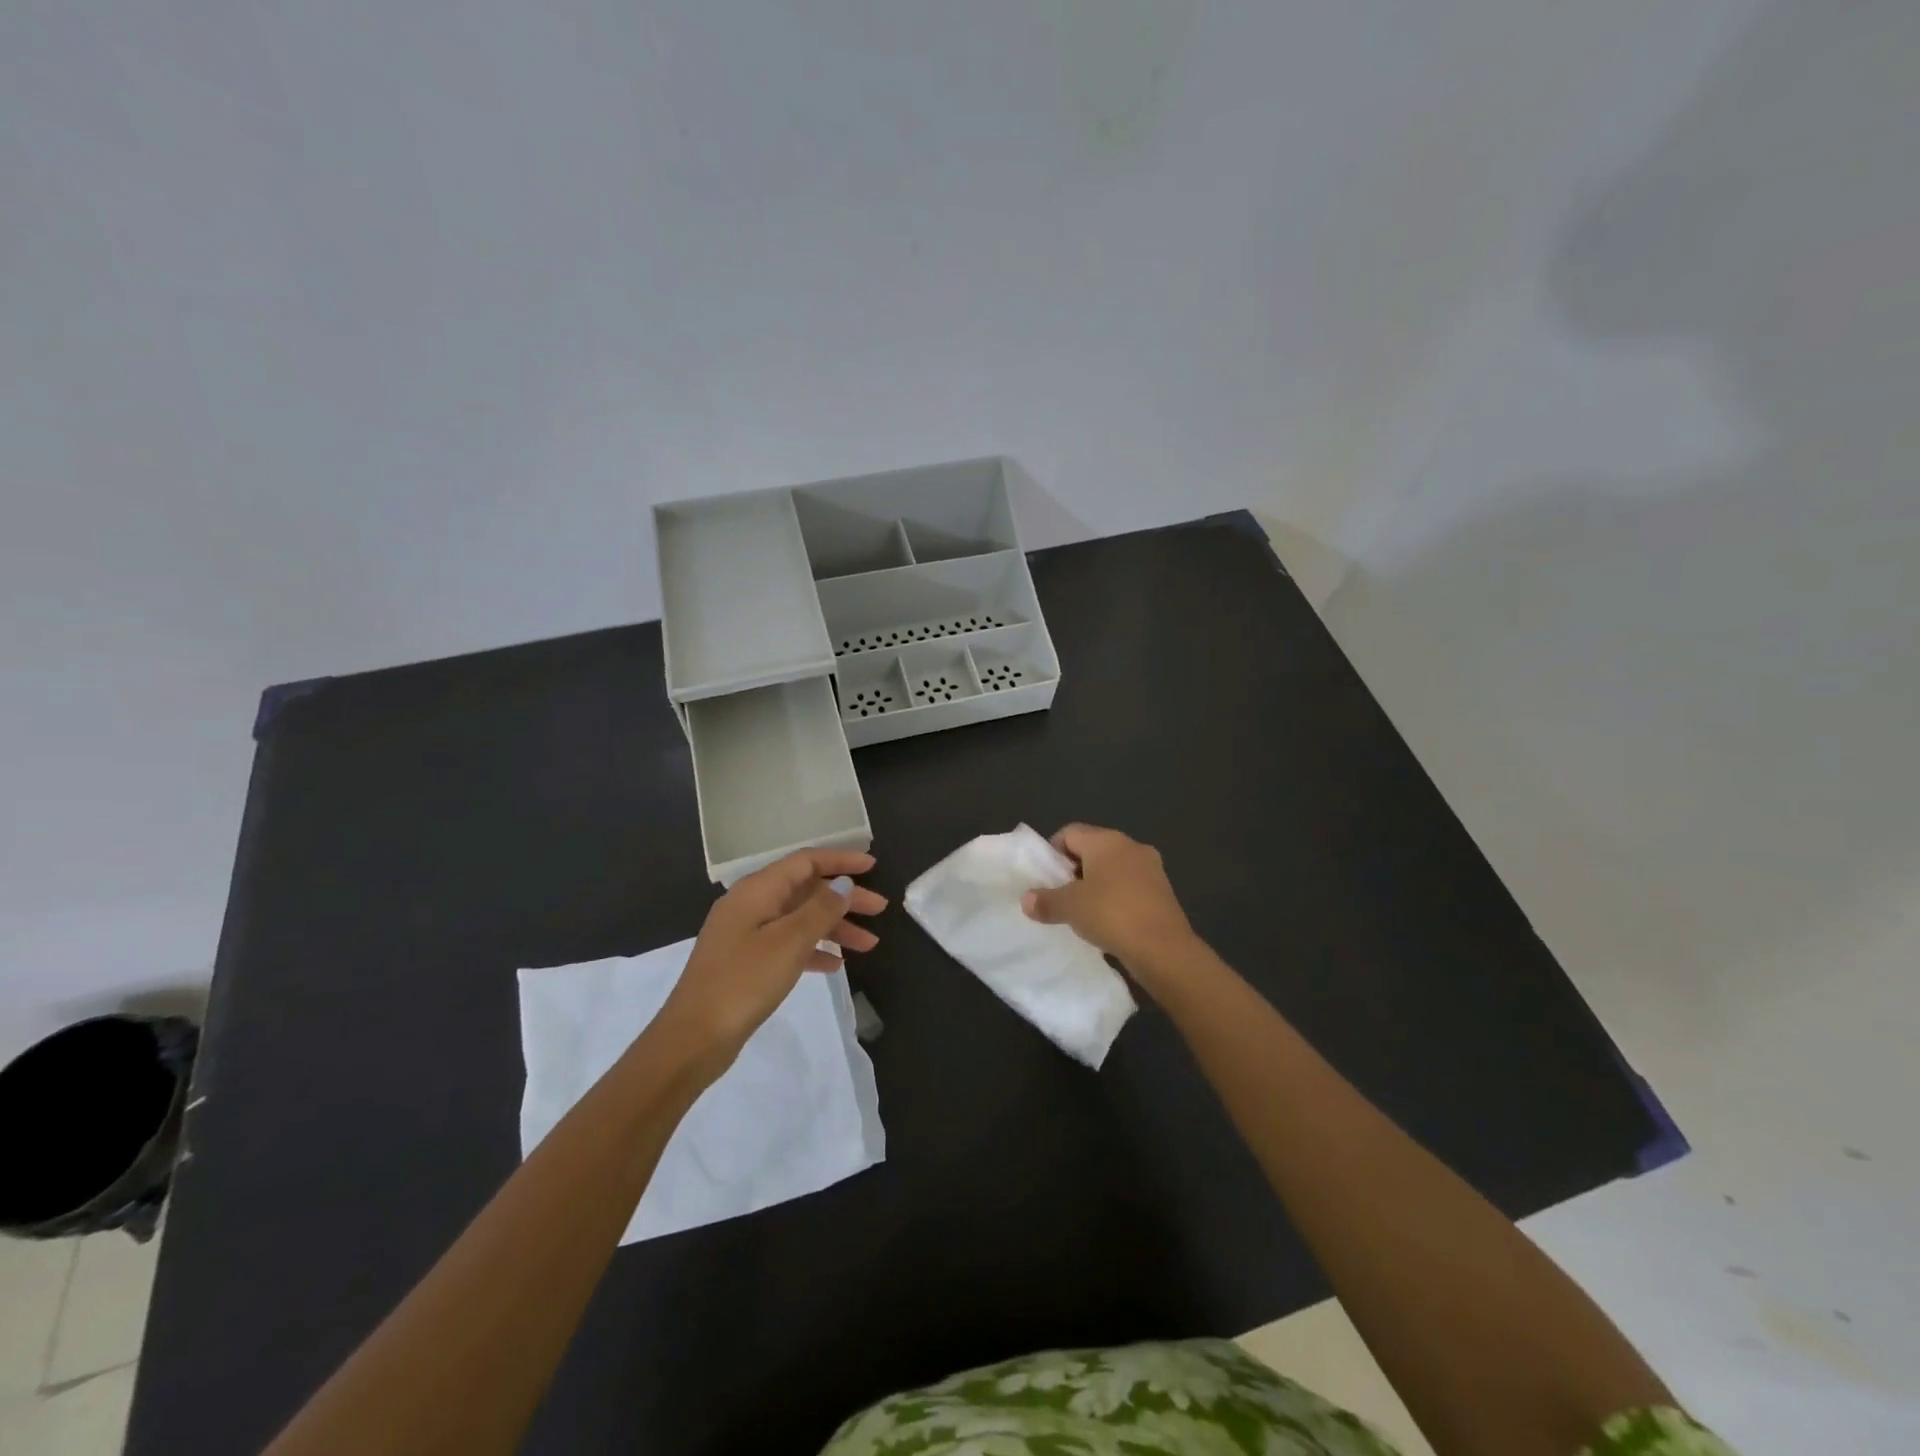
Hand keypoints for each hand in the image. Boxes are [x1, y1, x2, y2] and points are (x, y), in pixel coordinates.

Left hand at [657, 849, 885, 1068]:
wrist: (693, 1038)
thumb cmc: (744, 982)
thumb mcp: (789, 942)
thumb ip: (820, 910)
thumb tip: (842, 883)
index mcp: (756, 890)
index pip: (805, 862)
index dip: (840, 860)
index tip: (873, 866)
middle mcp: (750, 905)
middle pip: (805, 890)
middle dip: (843, 899)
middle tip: (879, 910)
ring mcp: (746, 934)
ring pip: (799, 919)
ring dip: (834, 928)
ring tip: (869, 945)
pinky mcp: (746, 962)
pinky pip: (788, 944)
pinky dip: (813, 949)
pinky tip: (835, 965)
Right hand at [1021, 824, 1197, 987]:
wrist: (1164, 948)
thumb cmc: (1111, 915)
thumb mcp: (1070, 908)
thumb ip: (1046, 900)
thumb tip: (1026, 900)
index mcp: (1106, 841)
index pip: (1069, 833)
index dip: (1052, 852)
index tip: (1045, 878)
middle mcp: (1130, 846)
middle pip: (1092, 848)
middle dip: (1074, 869)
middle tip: (1060, 895)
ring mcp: (1151, 867)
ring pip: (1113, 868)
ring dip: (1096, 884)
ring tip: (1083, 911)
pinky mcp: (1163, 890)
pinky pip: (1130, 885)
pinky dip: (1116, 897)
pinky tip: (1108, 921)